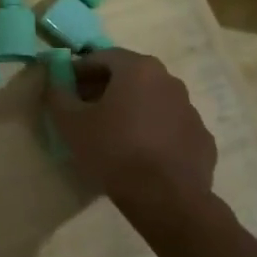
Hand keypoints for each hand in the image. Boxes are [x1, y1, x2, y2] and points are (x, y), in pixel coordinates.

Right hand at [44, 48, 216, 208]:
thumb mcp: (71, 123)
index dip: (80, 71)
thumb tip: (54, 79)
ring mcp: (190, 109)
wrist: (165, 198)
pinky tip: (140, 154)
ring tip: (113, 135)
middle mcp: (169, 80)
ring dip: (132, 109)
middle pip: (130, 76)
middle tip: (86, 111)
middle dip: (105, 88)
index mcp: (138, 69)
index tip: (67, 89)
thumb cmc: (113, 151)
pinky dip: (154, 132)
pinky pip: (170, 126)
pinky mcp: (201, 138)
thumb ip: (57, 94)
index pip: (103, 57)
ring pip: (152, 100)